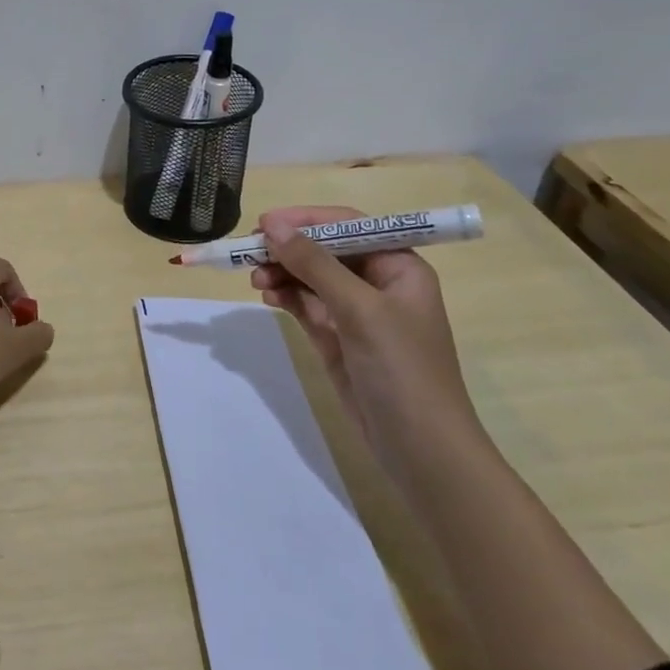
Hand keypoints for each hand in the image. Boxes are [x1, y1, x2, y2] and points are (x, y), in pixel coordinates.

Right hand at [249, 207, 477, 446]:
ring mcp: (356, 313)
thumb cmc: (401, 369)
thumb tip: (274, 227)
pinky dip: (286, 297)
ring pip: (311, 278)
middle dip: (289, 248)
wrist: (420, 449)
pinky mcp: (337, 339)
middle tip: (250, 251)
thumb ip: (315, 265)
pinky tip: (267, 296)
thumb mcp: (360, 310)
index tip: (265, 223)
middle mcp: (378, 284)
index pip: (348, 226)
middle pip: (325, 250)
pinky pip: (306, 305)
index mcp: (399, 267)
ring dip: (282, 273)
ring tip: (255, 279)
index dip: (307, 220)